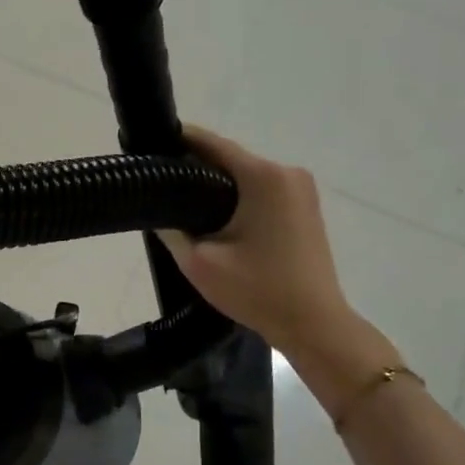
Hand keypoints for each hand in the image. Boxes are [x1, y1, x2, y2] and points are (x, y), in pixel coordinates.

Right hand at [158, 126, 399, 406]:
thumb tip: (156, 210)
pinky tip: (216, 217)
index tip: (151, 142)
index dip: (180, 140)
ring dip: (217, 183)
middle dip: (196, 166)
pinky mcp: (305, 207)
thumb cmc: (257, 290)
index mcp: (263, 177)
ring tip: (182, 201)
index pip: (213, 144)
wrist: (314, 324)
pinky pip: (263, 190)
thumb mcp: (199, 262)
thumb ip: (171, 229)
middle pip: (230, 159)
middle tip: (161, 182)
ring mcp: (301, 189)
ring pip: (246, 175)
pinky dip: (238, 196)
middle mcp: (286, 173)